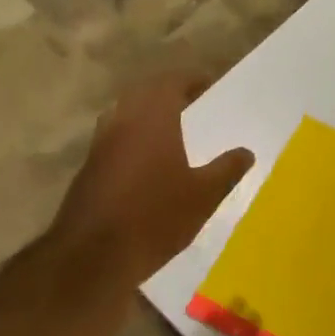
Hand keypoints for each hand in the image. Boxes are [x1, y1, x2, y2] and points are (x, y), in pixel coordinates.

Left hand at [53, 71, 254, 286]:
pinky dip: (131, 136)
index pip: (171, 82)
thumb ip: (227, 169)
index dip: (191, 79)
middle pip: (144, 93)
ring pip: (124, 113)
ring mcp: (100, 145)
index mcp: (153, 118)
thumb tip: (246, 152)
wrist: (91, 257)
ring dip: (146, 113)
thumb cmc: (155, 217)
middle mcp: (122, 121)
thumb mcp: (203, 196)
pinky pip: (113, 137)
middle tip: (191, 102)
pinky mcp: (88, 168)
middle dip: (167, 93)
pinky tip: (146, 160)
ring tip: (170, 128)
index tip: (208, 82)